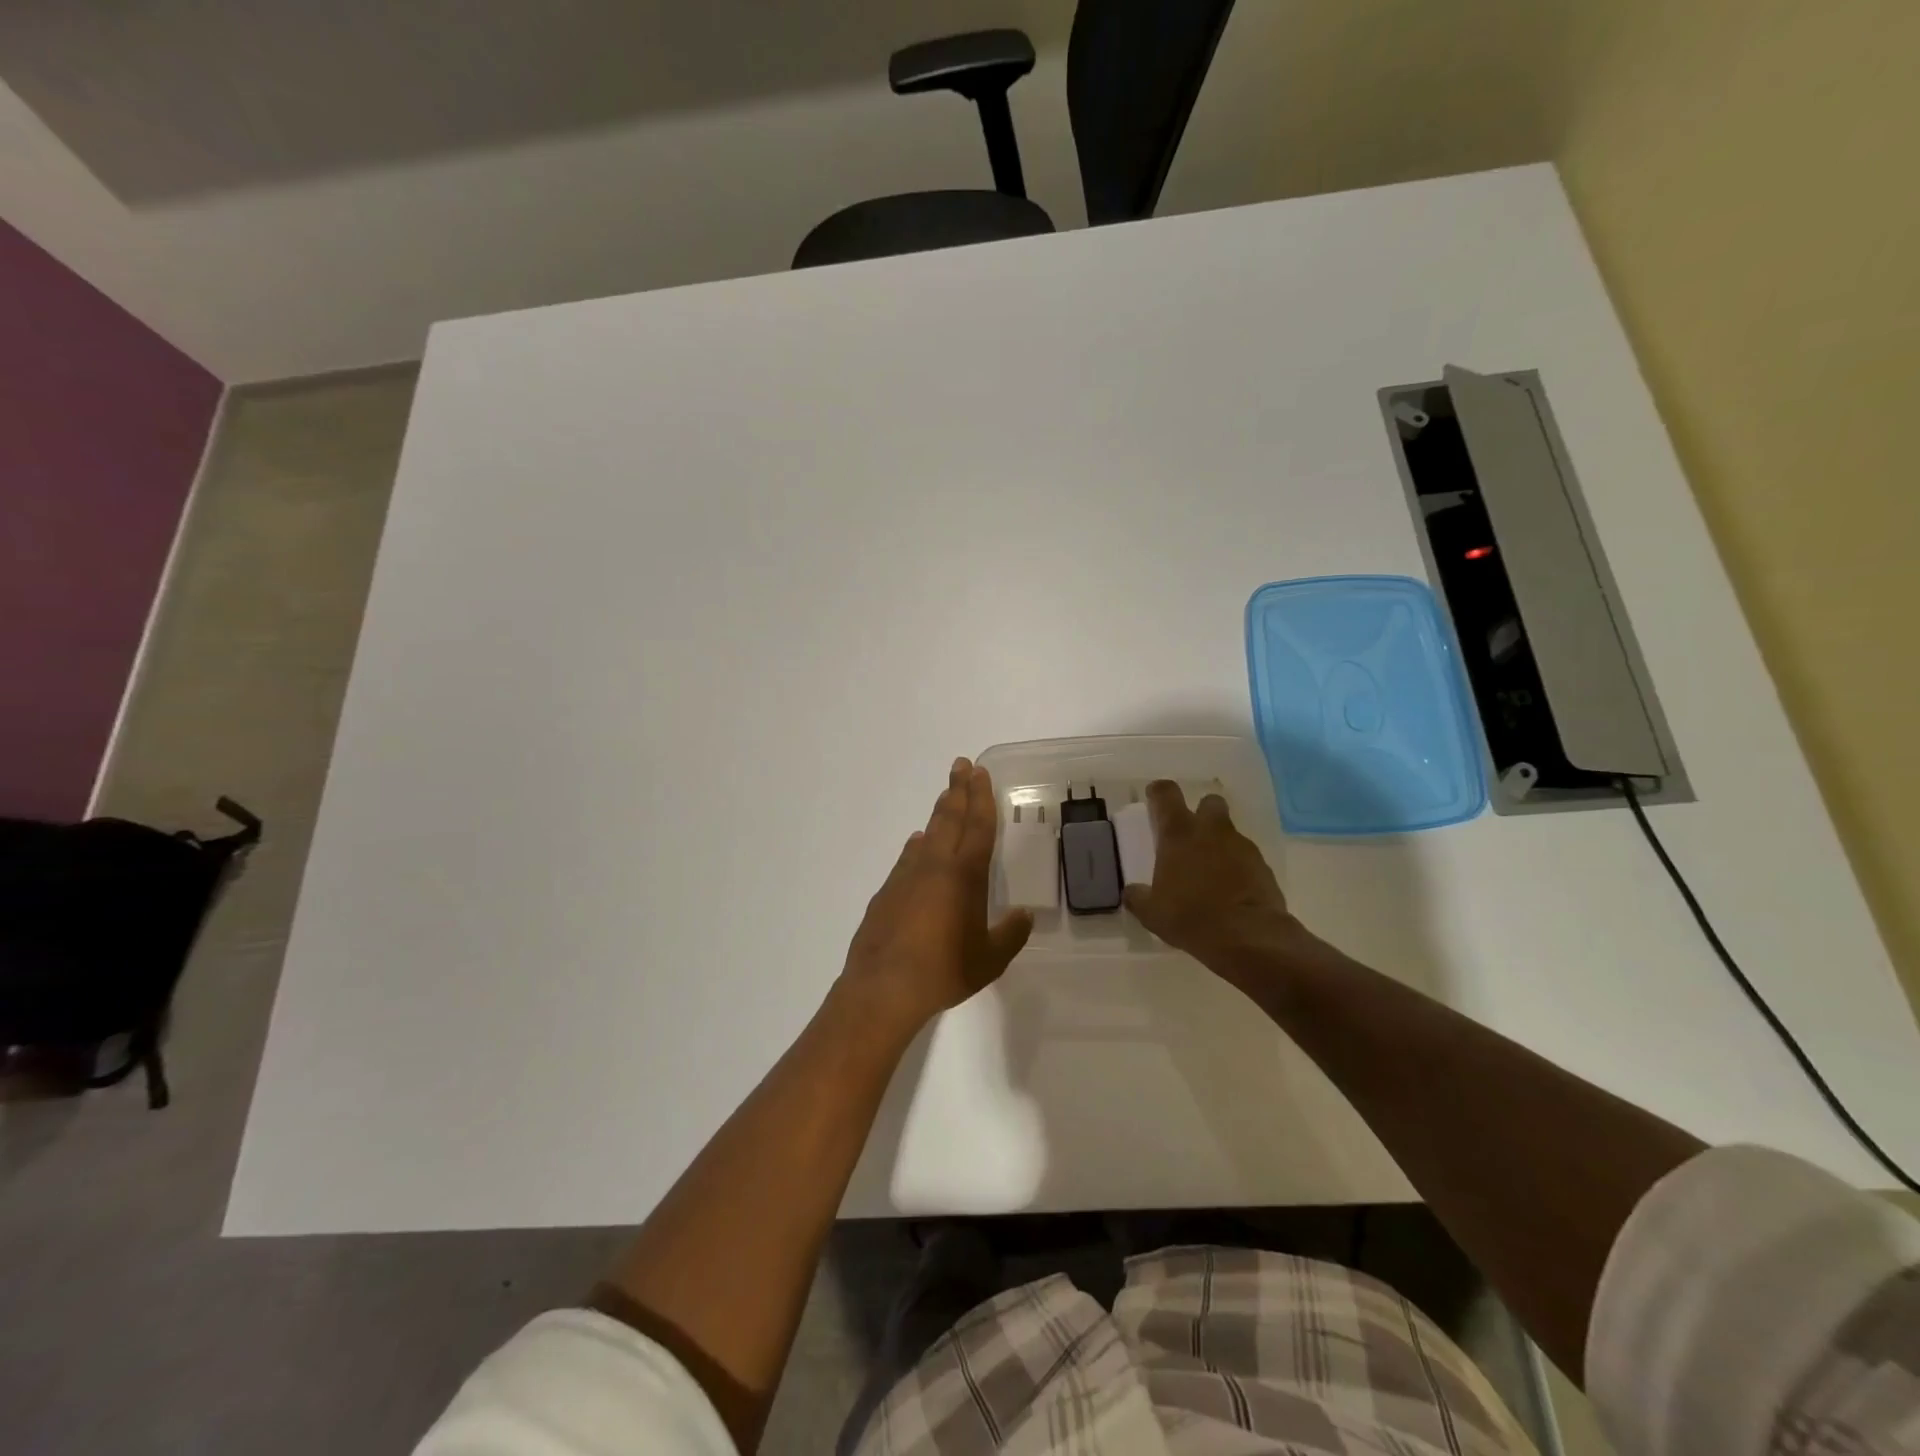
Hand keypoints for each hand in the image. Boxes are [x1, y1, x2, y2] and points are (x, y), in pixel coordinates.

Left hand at [838, 758, 1033, 1033]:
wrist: (884, 987)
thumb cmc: (944, 971)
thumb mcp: (989, 959)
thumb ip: (1010, 935)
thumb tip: (1023, 916)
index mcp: (965, 876)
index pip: (978, 827)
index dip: (981, 798)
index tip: (980, 772)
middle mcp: (935, 866)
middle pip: (950, 819)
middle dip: (958, 791)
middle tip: (961, 766)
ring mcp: (906, 876)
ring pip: (927, 835)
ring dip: (939, 814)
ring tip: (946, 799)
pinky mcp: (886, 892)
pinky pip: (907, 859)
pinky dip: (917, 846)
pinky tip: (917, 846)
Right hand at [1122, 780, 1302, 971]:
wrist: (1247, 937)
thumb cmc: (1190, 917)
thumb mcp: (1152, 912)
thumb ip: (1139, 897)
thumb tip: (1132, 892)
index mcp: (1178, 834)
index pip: (1166, 794)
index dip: (1159, 792)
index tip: (1154, 797)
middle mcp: (1211, 831)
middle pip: (1209, 802)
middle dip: (1201, 812)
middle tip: (1191, 834)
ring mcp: (1241, 846)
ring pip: (1229, 831)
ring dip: (1219, 843)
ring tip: (1210, 871)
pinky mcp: (1263, 866)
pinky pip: (1246, 857)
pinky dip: (1237, 866)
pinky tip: (1230, 889)